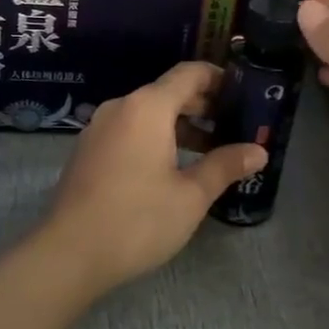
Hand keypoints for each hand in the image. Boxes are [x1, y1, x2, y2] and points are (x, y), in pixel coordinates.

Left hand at [41, 62, 266, 296]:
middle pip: (167, 92)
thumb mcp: (191, 196)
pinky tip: (171, 168)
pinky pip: (128, 131)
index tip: (244, 94)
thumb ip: (225, 166)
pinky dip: (154, 138)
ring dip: (179, 126)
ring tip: (209, 151)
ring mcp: (98, 129)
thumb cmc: (137, 220)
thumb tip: (259, 151)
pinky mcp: (87, 151)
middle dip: (203, 105)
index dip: (219, 79)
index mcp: (147, 107)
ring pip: (147, 114)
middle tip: (234, 126)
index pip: (189, 74)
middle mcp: (120, 107)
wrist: (69, 254)